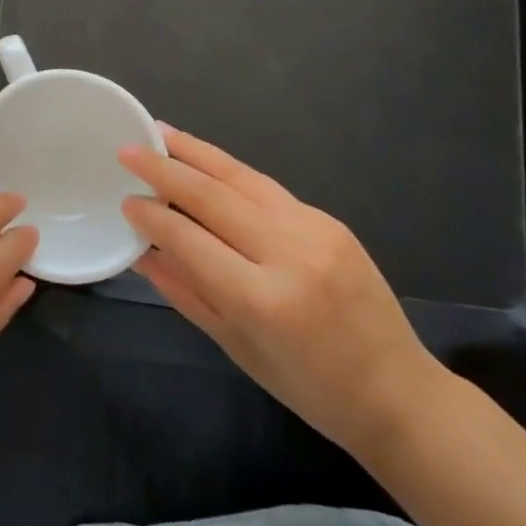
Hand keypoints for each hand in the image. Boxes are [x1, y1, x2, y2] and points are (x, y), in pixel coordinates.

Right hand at [119, 128, 442, 459]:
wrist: (400, 393)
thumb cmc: (311, 388)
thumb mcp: (238, 348)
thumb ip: (186, 292)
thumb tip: (142, 252)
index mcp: (263, 300)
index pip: (190, 240)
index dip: (152, 216)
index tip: (126, 201)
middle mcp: (289, 254)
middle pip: (213, 196)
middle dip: (165, 169)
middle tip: (128, 150)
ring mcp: (315, 230)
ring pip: (242, 178)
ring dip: (196, 152)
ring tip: (162, 133)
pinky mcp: (330, 220)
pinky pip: (268, 188)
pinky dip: (230, 171)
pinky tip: (207, 162)